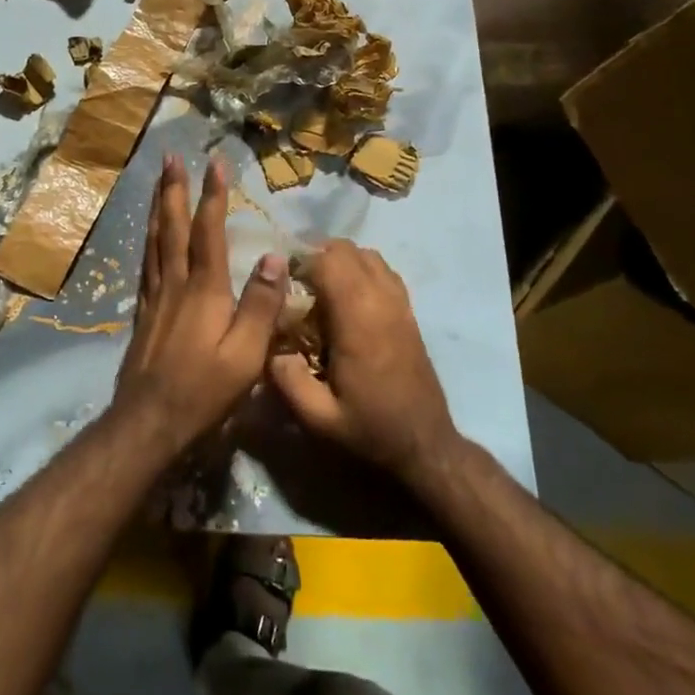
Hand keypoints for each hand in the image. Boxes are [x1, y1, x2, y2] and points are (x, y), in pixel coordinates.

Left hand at [113, 154, 289, 455]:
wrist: (150, 421)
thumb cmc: (205, 390)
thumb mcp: (247, 355)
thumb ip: (261, 305)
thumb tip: (275, 257)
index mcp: (204, 289)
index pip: (209, 231)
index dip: (212, 195)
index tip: (215, 163)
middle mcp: (176, 282)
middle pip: (172, 226)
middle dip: (173, 189)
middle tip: (170, 157)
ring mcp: (155, 296)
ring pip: (154, 239)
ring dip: (157, 206)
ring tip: (157, 182)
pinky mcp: (144, 312)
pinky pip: (145, 262)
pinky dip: (148, 238)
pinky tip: (148, 234)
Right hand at [267, 241, 458, 483]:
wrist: (425, 445)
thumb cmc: (370, 429)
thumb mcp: (318, 417)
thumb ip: (287, 379)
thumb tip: (269, 345)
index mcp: (358, 319)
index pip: (327, 261)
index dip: (299, 262)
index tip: (280, 281)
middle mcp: (381, 300)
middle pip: (346, 249)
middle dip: (316, 255)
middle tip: (295, 282)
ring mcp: (399, 302)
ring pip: (366, 254)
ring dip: (339, 260)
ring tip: (318, 286)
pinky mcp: (408, 311)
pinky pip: (382, 270)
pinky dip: (360, 269)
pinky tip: (346, 296)